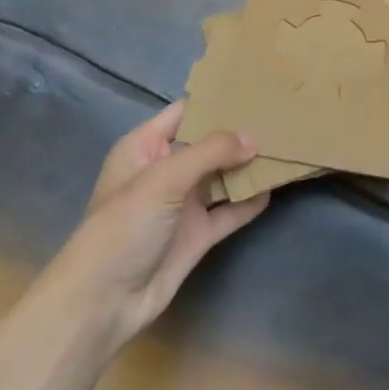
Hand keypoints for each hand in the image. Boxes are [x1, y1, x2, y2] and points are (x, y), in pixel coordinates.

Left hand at [51, 100, 269, 356]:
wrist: (102, 304)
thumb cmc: (124, 227)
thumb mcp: (164, 178)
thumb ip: (211, 152)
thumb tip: (255, 139)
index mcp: (145, 147)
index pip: (186, 111)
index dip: (217, 98)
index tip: (256, 85)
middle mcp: (165, 170)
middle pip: (209, 142)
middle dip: (240, 131)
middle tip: (281, 113)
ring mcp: (182, 204)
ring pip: (222, 176)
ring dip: (248, 165)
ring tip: (285, 145)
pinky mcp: (197, 234)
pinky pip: (229, 210)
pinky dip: (250, 201)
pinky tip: (274, 187)